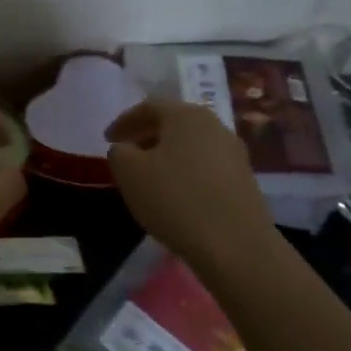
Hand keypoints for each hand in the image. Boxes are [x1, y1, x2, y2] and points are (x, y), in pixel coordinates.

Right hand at [105, 98, 277, 271]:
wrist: (235, 244)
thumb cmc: (175, 199)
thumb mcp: (129, 173)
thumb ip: (119, 152)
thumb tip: (126, 148)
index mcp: (186, 115)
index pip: (149, 107)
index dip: (124, 121)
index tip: (107, 139)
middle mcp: (214, 125)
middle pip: (173, 123)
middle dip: (146, 135)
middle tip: (126, 154)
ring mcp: (234, 152)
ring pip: (190, 145)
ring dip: (166, 154)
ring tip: (149, 176)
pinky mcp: (244, 179)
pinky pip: (206, 165)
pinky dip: (185, 171)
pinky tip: (176, 194)